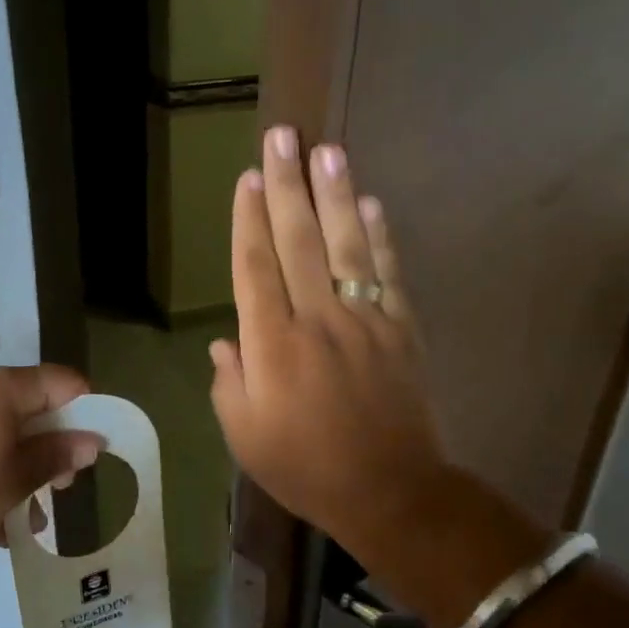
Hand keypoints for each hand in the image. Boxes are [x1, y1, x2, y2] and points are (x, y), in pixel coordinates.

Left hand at [0, 365, 102, 561]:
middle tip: (62, 488)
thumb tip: (92, 440)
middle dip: (55, 449)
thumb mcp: (16, 477)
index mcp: (4, 388)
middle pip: (35, 410)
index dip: (87, 411)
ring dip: (25, 474)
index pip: (63, 382)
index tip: (94, 451)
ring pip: (6, 439)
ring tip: (31, 520)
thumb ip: (58, 456)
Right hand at [209, 127, 456, 562]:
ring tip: (327, 149)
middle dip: (288, 185)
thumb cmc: (305, 467)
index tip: (248, 178)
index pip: (256, 267)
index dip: (249, 220)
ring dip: (335, 193)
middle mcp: (317, 319)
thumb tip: (227, 342)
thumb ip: (229, 383)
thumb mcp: (244, 436)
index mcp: (272, 345)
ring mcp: (365, 320)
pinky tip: (370, 204)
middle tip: (282, 136)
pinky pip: (388, 272)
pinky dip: (379, 236)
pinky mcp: (401, 329)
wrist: (390, 491)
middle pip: (298, 240)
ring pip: (346, 244)